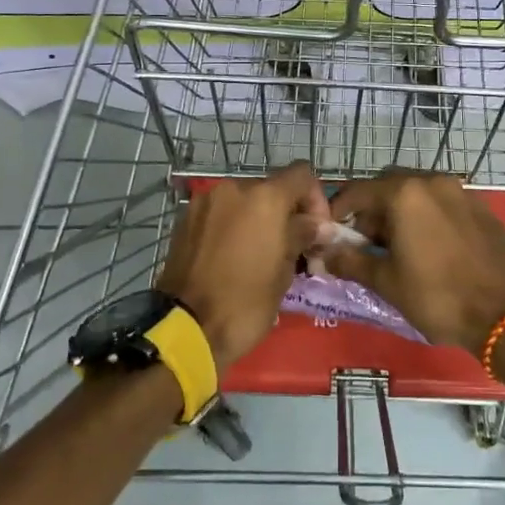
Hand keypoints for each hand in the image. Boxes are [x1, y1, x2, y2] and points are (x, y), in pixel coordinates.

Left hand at [156, 161, 328, 370]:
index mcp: (264, 198)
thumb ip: (302, 236)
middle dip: (286, 212)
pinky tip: (235, 257)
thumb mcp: (284, 271)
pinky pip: (221, 214)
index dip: (316, 199)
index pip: (302, 176)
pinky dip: (234, 226)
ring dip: (259, 219)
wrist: (185, 328)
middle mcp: (233, 189)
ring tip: (261, 254)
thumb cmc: (245, 302)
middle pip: (271, 188)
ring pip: (244, 201)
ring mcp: (205, 202)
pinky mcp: (185, 220)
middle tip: (292, 246)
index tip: (317, 231)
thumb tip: (318, 225)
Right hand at [322, 170, 504, 354]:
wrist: (503, 315)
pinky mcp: (483, 211)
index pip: (360, 191)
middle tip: (366, 242)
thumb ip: (351, 261)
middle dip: (373, 209)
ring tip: (398, 247)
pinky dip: (429, 217)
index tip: (331, 230)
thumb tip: (325, 254)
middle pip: (390, 186)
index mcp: (406, 194)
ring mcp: (463, 194)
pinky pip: (446, 204)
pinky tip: (431, 248)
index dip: (340, 209)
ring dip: (402, 212)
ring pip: (420, 193)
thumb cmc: (437, 297)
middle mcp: (434, 182)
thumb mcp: (386, 282)